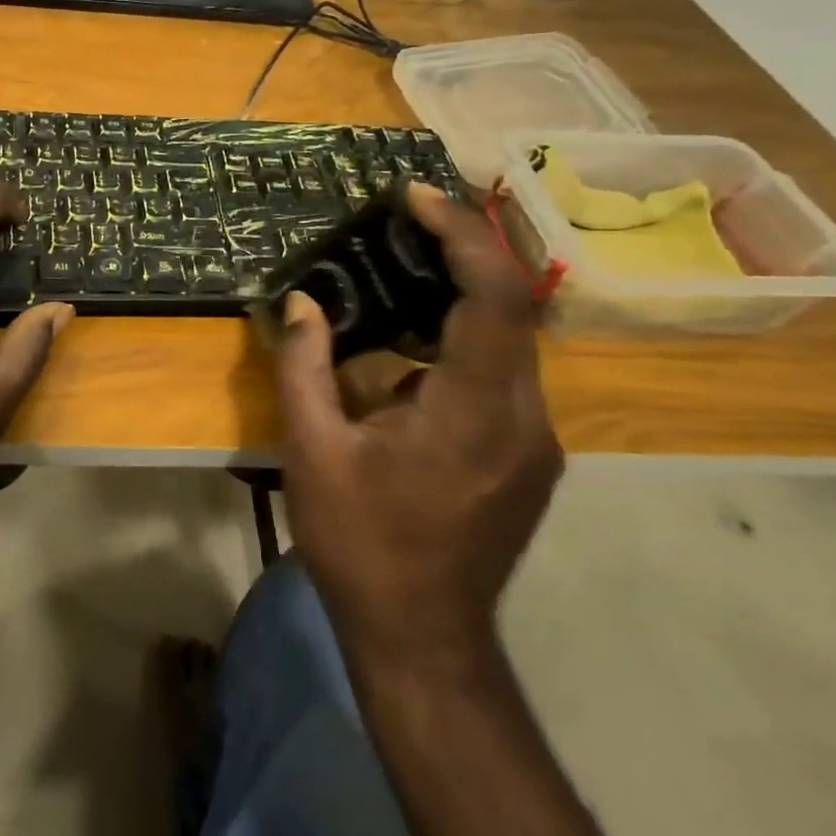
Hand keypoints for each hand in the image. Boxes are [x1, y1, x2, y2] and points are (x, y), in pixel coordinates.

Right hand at [271, 183, 560, 678]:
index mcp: (473, 408)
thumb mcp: (312, 451)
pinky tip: (412, 351)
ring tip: (404, 270)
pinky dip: (463, 340)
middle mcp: (524, 415)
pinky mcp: (529, 457)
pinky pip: (503, 374)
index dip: (459, 232)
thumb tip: (300, 302)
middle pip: (512, 305)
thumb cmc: (362, 544)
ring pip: (510, 340)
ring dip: (462, 295)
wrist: (424, 640)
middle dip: (463, 249)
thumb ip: (303, 366)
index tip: (414, 194)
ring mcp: (535, 440)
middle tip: (407, 217)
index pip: (492, 294)